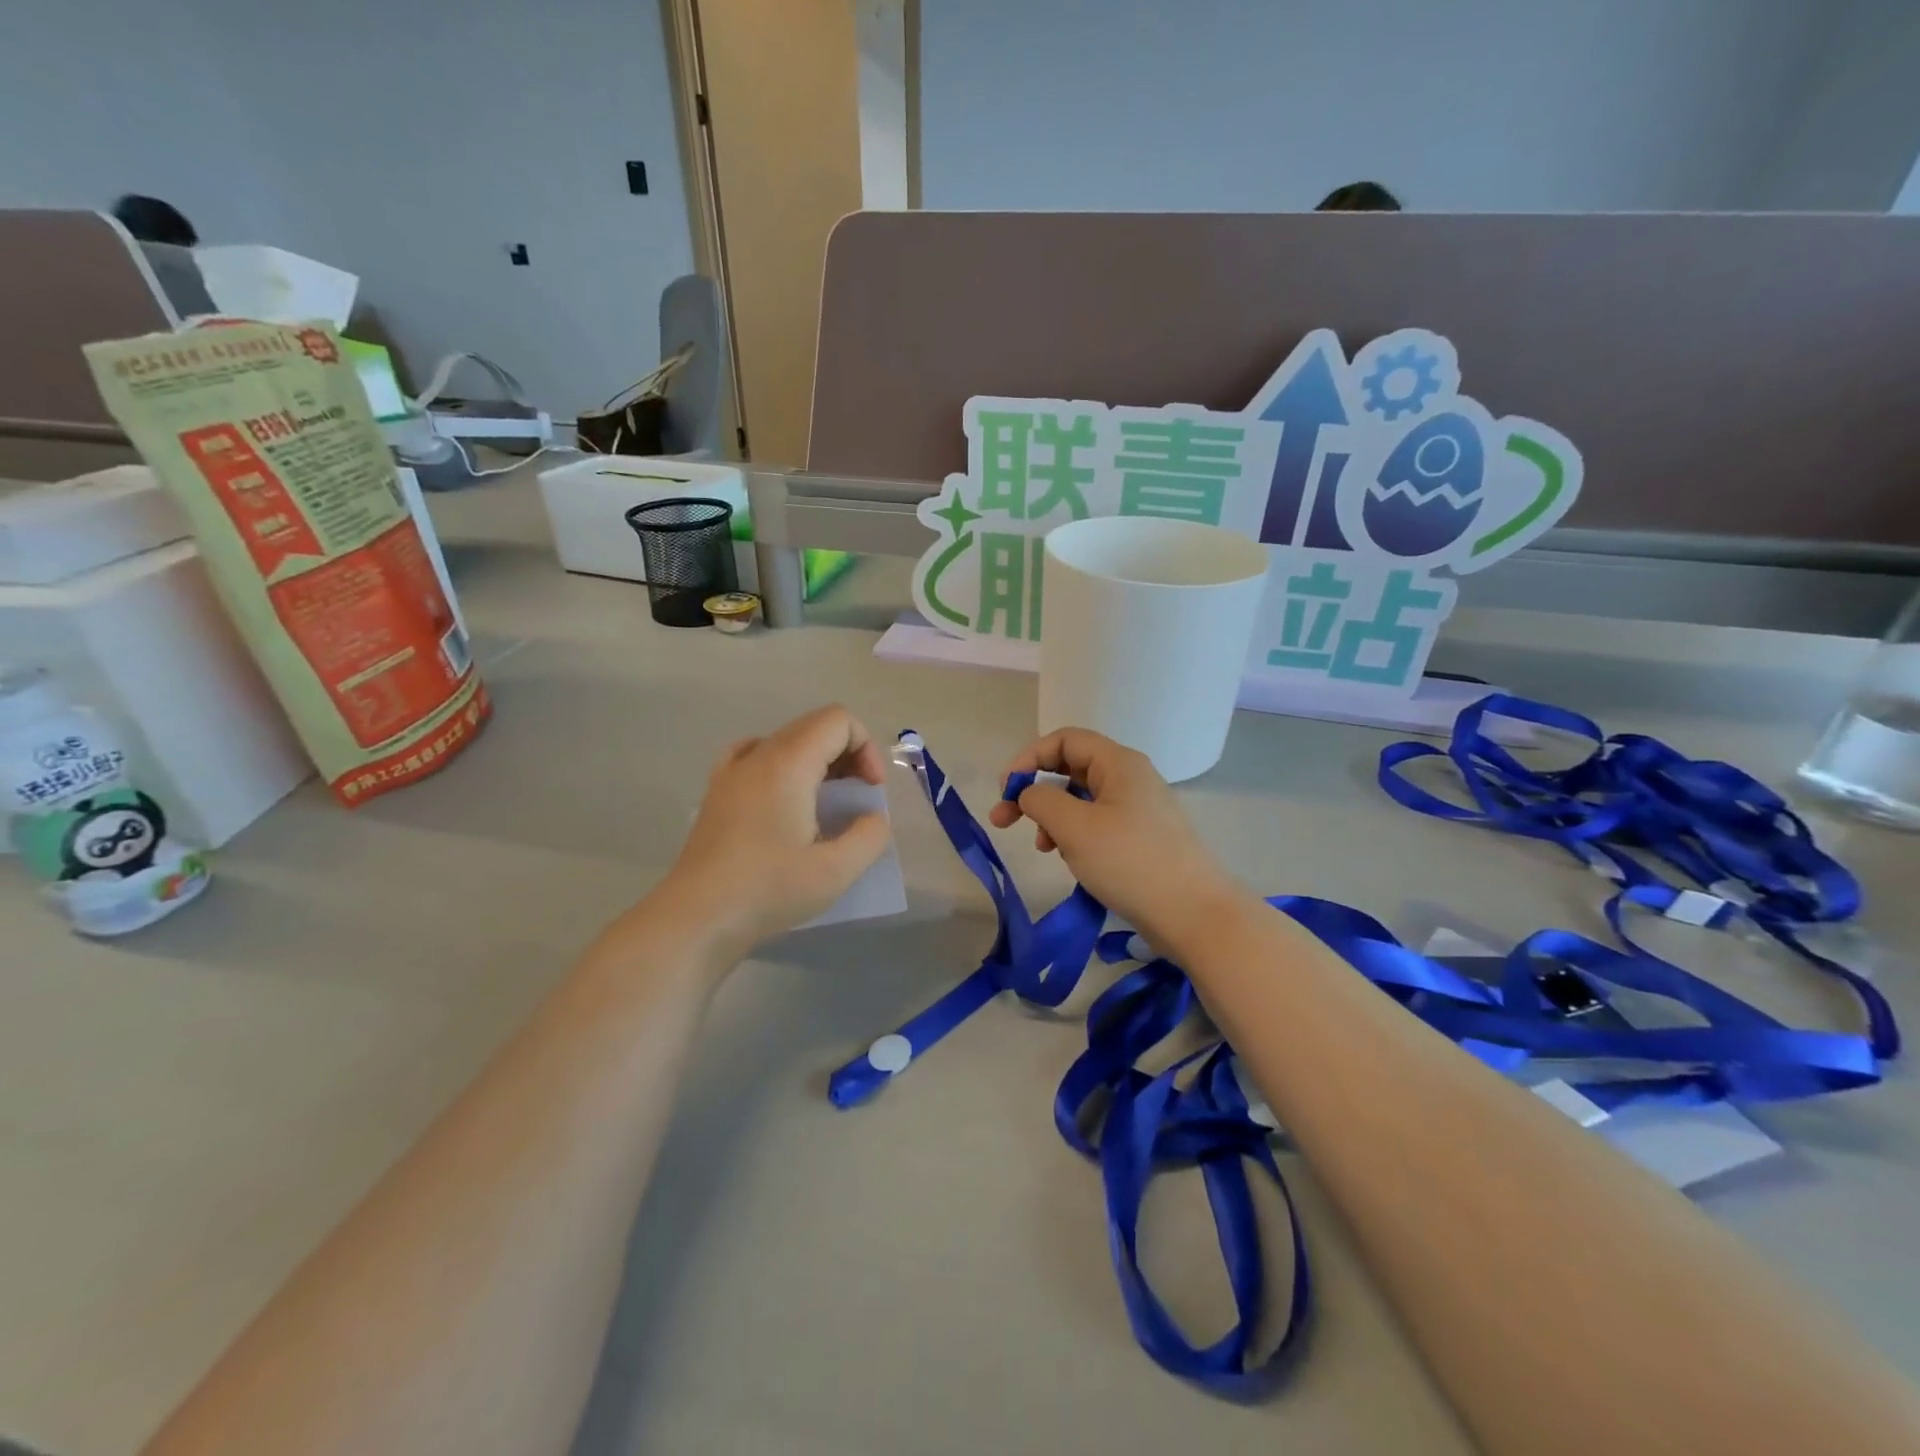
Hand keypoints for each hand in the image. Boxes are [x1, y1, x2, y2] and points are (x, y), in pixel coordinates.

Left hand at [664, 705, 892, 953]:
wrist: (697, 918)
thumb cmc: (768, 889)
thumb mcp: (836, 871)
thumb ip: (869, 836)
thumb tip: (872, 818)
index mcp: (788, 763)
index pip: (838, 720)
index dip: (865, 748)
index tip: (869, 792)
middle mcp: (757, 755)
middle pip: (813, 726)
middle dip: (847, 755)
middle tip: (855, 800)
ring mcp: (731, 772)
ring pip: (786, 742)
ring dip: (817, 763)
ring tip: (824, 804)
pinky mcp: (717, 793)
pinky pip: (756, 757)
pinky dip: (782, 767)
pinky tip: (785, 800)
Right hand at [988, 728, 1242, 949]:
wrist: (1193, 914)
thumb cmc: (1130, 861)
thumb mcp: (1074, 827)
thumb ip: (1041, 799)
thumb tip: (1030, 792)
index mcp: (1118, 763)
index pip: (1064, 740)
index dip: (1028, 758)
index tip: (1004, 790)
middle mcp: (1129, 778)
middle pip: (1070, 768)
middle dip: (1034, 791)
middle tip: (1003, 821)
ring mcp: (1137, 809)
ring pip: (1081, 800)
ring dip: (1052, 817)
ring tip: (1042, 847)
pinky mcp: (1140, 838)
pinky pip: (1096, 824)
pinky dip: (1073, 835)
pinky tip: (1067, 858)